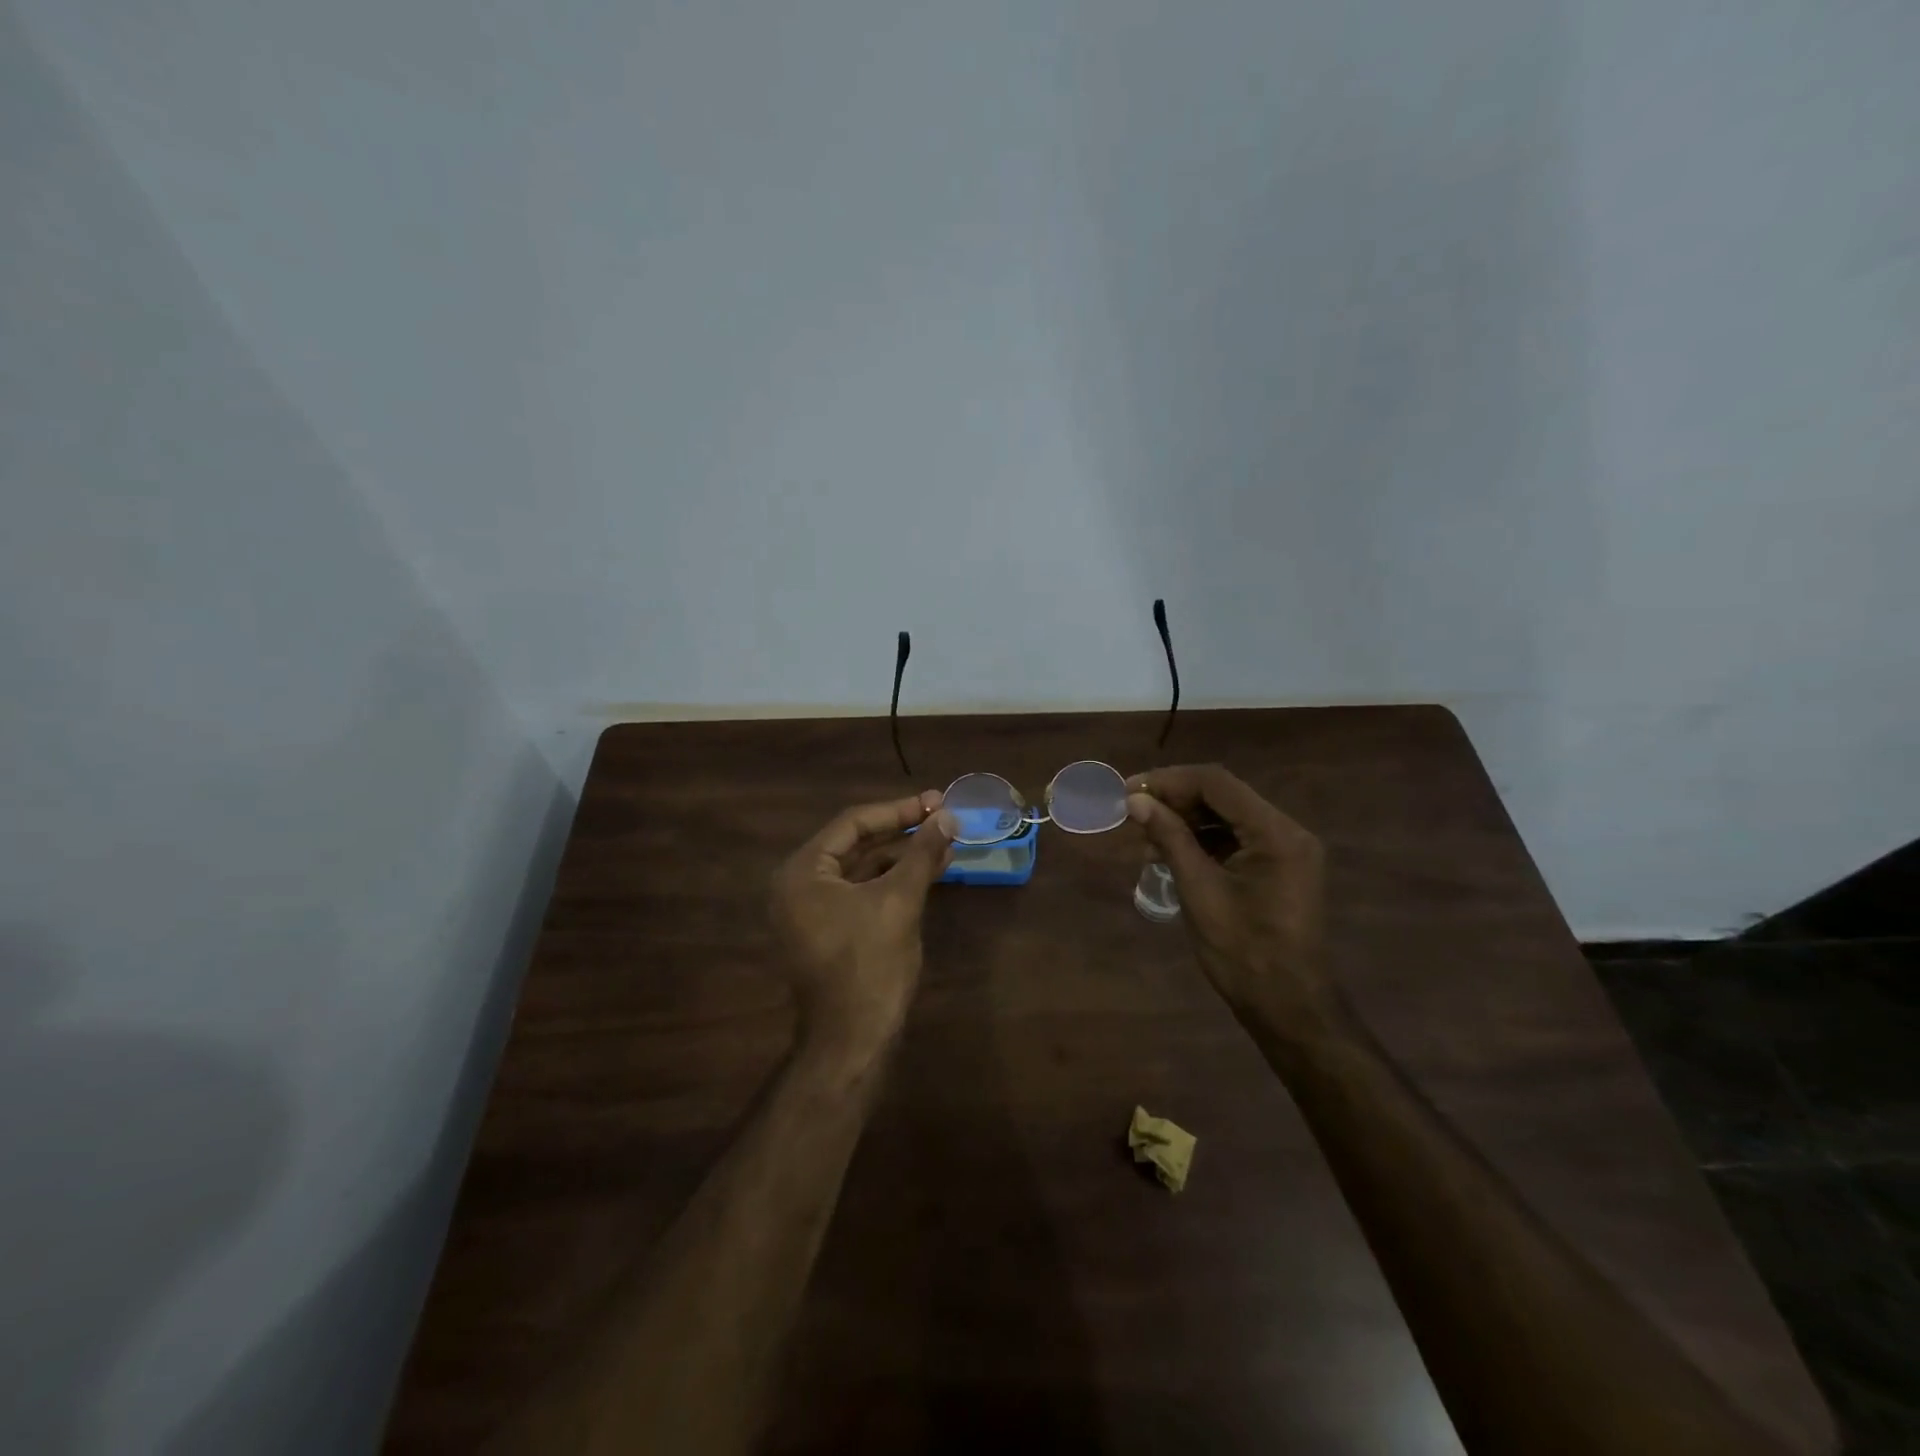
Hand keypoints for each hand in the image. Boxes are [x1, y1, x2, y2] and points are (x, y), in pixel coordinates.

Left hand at [769, 791, 956, 1056]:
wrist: (852, 1040)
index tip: (935, 801)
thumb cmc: (870, 964)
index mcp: (803, 871)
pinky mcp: (830, 931)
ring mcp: (813, 911)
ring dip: (902, 856)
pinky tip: (929, 873)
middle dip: (902, 831)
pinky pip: (862, 892)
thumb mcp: (899, 901)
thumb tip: (948, 816)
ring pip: (863, 869)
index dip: (898, 810)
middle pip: (856, 844)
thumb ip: (922, 853)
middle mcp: (800, 885)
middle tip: (943, 816)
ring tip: (946, 843)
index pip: (852, 823)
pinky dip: (893, 881)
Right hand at [1125, 765, 1328, 1020]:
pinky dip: (1201, 841)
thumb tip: (1135, 801)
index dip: (1168, 780)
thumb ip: (1169, 838)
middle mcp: (1287, 831)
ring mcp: (1285, 850)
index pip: (1216, 783)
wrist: (1289, 1007)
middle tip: (1131, 811)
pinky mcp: (1278, 868)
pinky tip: (1168, 853)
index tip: (1128, 790)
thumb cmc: (1243, 952)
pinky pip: (1236, 839)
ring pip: (1227, 816)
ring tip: (1143, 836)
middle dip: (1174, 799)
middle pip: (1223, 796)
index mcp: (1276, 833)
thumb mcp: (1199, 890)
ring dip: (1185, 820)